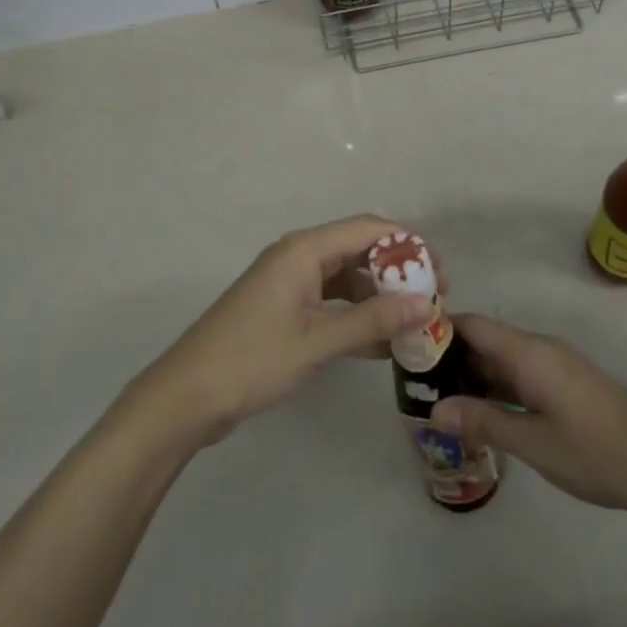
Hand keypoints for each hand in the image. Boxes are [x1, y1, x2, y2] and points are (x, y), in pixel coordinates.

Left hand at [135, 215, 434, 446]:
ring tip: (413, 324)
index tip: (440, 274)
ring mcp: (290, 283)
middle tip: (432, 301)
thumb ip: (373, 320)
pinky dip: (356, 316)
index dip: (409, 245)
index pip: (369, 229)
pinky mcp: (284, 309)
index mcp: (305, 249)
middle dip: (398, 272)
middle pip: (359, 250)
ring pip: (347, 278)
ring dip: (379, 296)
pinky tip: (380, 344)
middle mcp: (299, 256)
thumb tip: (426, 304)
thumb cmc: (252, 359)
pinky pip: (331, 301)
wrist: (186, 397)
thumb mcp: (318, 341)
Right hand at [432, 314, 626, 514]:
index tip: (408, 346)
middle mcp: (539, 348)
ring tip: (440, 399)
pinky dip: (496, 385)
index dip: (440, 328)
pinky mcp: (566, 382)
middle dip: (451, 356)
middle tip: (416, 383)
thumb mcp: (533, 442)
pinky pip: (520, 372)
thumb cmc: (594, 452)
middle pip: (486, 339)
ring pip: (502, 358)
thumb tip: (435, 409)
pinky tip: (481, 411)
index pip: (473, 324)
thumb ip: (483, 421)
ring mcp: (555, 364)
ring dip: (473, 374)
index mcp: (529, 352)